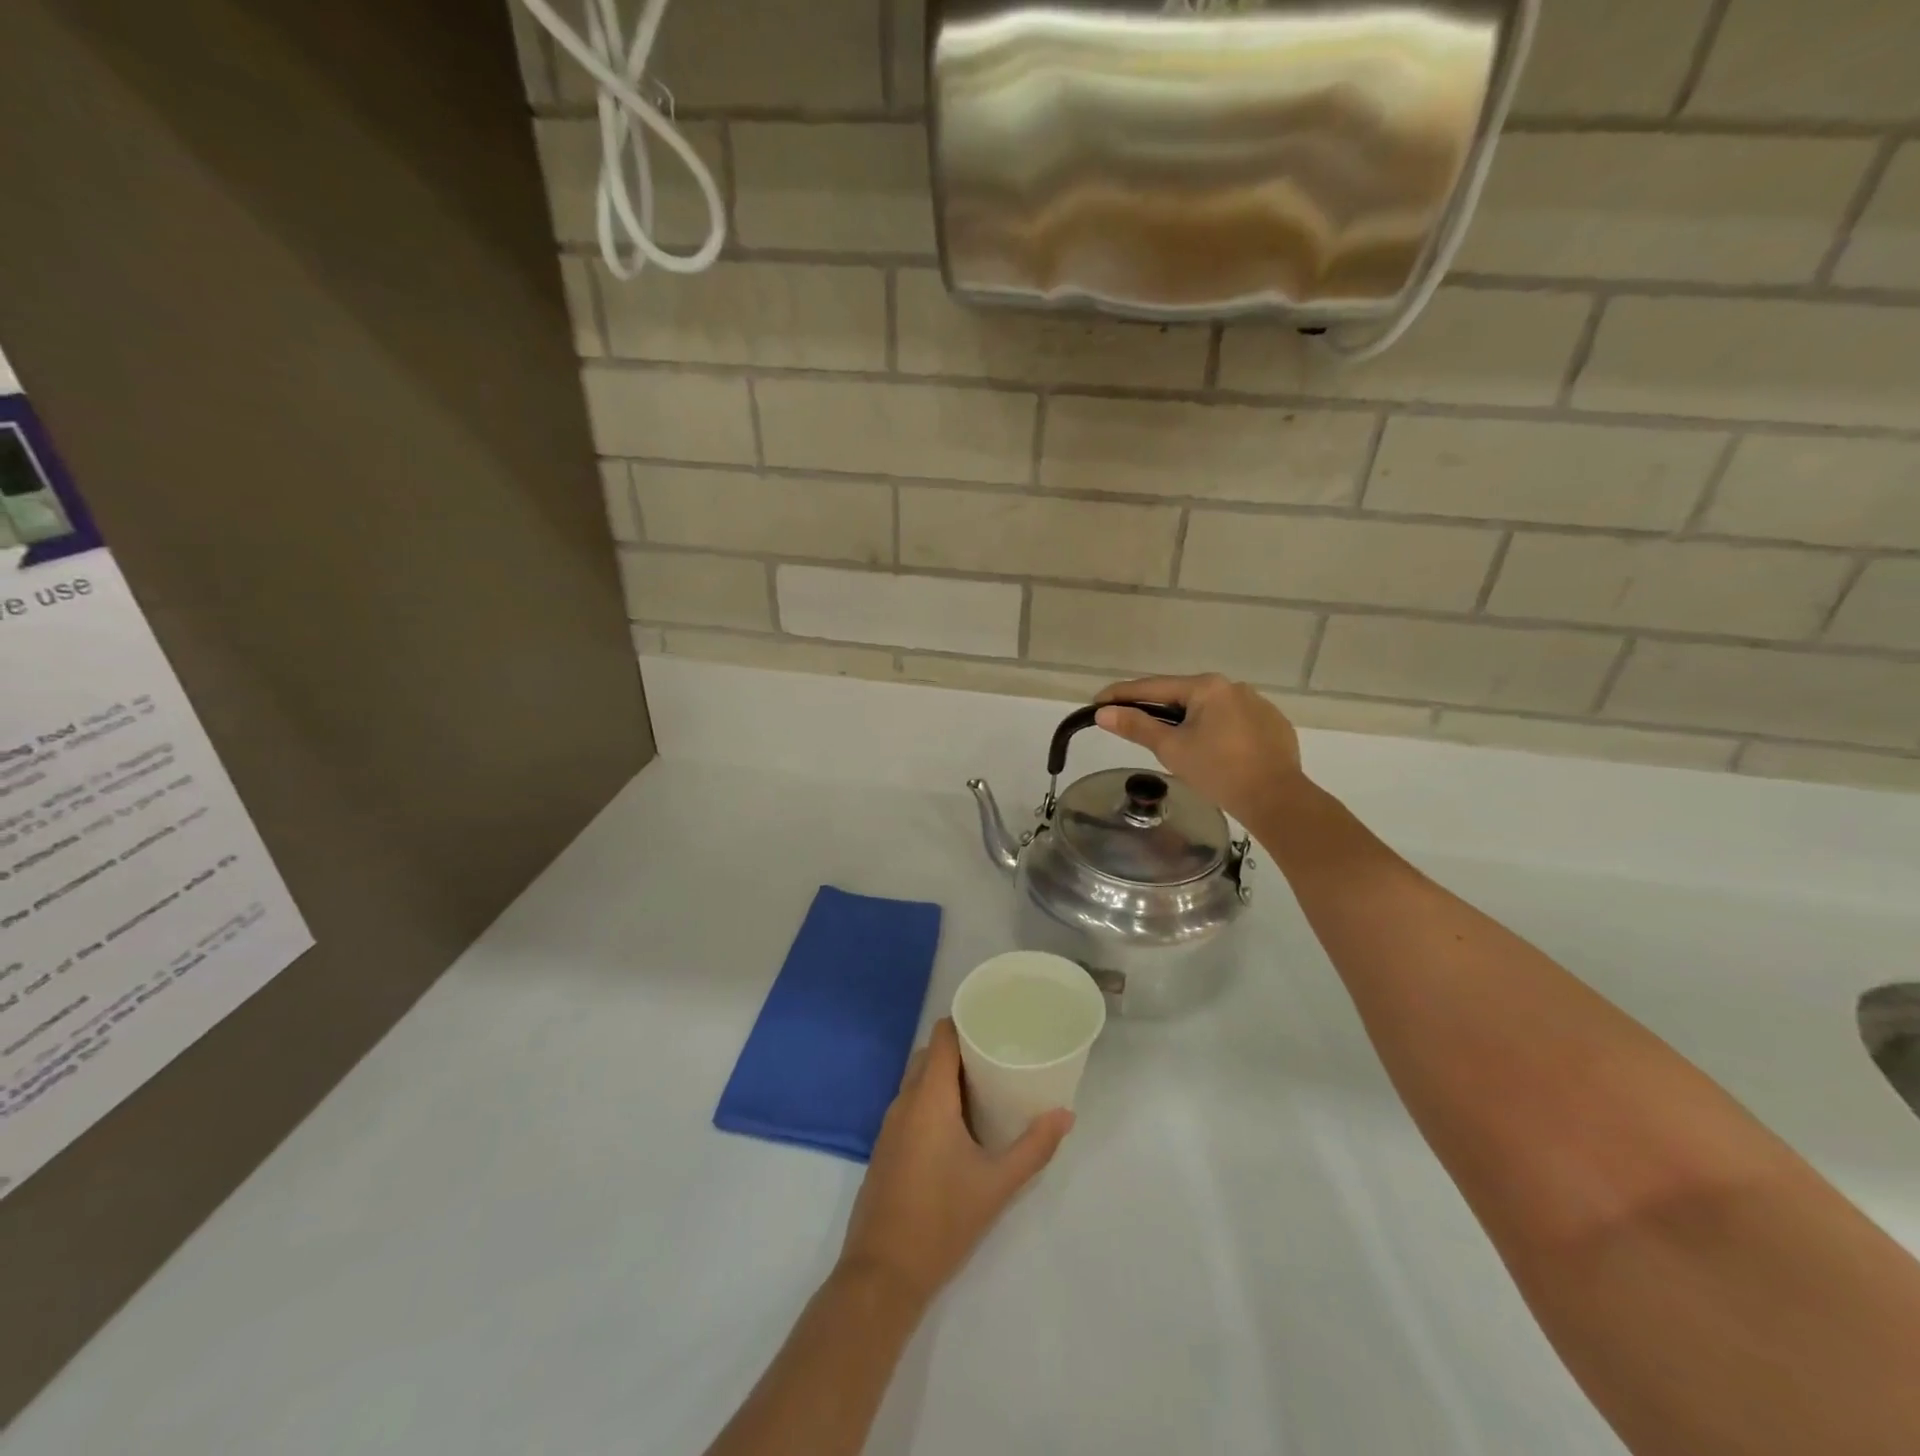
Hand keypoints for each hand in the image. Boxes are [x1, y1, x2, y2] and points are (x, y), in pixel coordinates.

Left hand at [839, 1018, 1072, 1309]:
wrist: (882, 1275)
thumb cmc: (942, 1221)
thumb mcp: (997, 1185)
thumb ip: (1034, 1147)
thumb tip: (1066, 1114)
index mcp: (928, 1098)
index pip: (942, 1036)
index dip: (965, 1022)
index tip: (994, 1023)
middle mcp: (904, 1101)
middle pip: (930, 1054)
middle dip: (960, 1049)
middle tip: (998, 1056)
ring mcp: (890, 1125)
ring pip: (918, 1080)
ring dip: (946, 1076)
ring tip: (985, 1086)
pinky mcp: (886, 1148)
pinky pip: (910, 1104)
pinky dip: (933, 1099)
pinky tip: (959, 1123)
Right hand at [1094, 674, 1304, 827]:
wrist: (1277, 800)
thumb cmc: (1218, 771)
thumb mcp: (1171, 749)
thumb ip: (1137, 727)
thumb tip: (1103, 713)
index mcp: (1207, 687)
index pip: (1154, 687)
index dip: (1122, 695)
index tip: (1098, 701)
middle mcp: (1234, 687)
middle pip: (1182, 695)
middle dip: (1156, 708)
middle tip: (1131, 723)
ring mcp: (1258, 704)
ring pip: (1210, 709)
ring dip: (1188, 720)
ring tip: (1173, 741)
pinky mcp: (1273, 725)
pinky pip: (1233, 722)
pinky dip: (1216, 731)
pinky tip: (1213, 751)